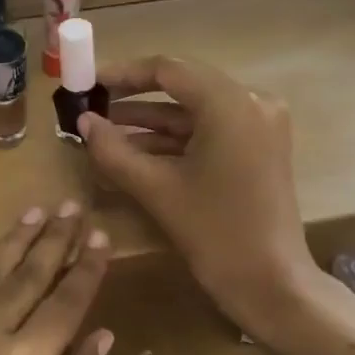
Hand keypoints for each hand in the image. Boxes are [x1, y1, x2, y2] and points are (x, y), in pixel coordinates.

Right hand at [77, 56, 322, 341]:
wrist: (272, 284)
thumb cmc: (215, 232)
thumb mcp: (156, 189)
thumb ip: (113, 150)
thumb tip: (82, 122)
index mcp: (230, 103)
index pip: (167, 69)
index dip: (123, 74)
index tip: (88, 85)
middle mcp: (251, 102)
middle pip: (182, 86)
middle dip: (134, 98)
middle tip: (93, 106)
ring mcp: (259, 124)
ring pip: (194, 111)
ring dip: (151, 121)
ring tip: (104, 131)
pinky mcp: (259, 147)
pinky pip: (209, 130)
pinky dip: (175, 139)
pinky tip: (135, 151)